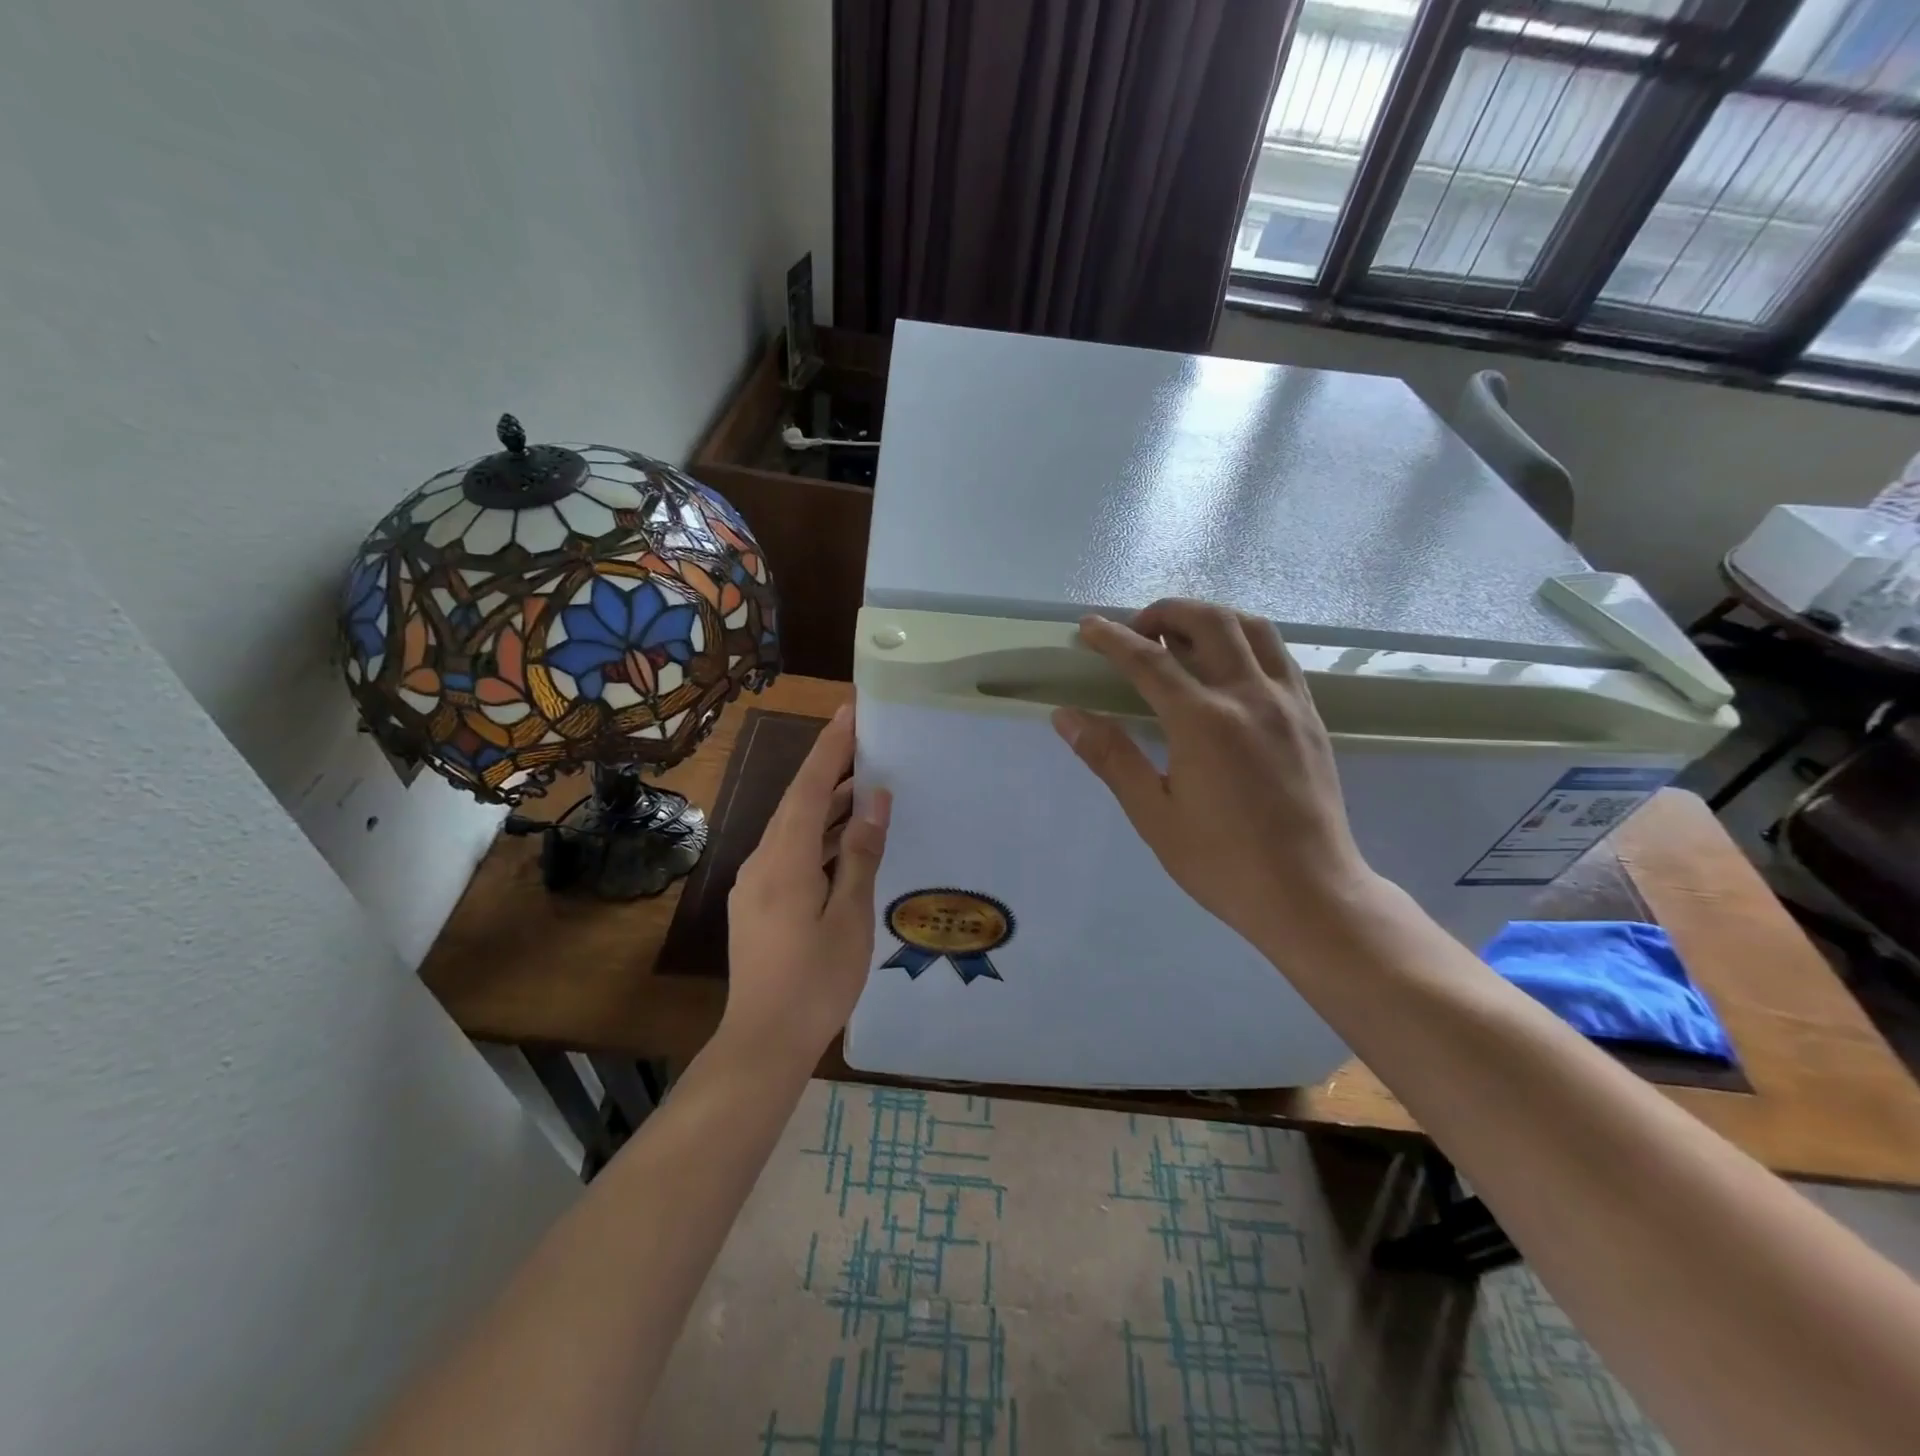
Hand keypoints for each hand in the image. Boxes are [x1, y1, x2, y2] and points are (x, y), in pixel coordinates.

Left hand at [722, 704, 891, 1066]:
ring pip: (794, 828)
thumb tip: (874, 801)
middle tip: (867, 742)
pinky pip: (791, 852)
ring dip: (827, 805)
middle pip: (798, 802)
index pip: (808, 788)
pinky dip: (819, 837)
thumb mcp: (850, 917)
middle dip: (830, 768)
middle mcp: (762, 862)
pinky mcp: (760, 903)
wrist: (764, 1041)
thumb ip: (860, 854)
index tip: (850, 711)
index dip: (830, 747)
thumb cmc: (816, 982)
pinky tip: (845, 841)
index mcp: (785, 861)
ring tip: (865, 785)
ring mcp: (757, 884)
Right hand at [1051, 599, 1379, 955]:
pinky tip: (1229, 665)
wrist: (1308, 892)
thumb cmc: (1222, 861)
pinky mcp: (1310, 715)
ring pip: (1252, 627)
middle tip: (1137, 629)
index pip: (1149, 660)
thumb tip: (1066, 716)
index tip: (1089, 627)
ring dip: (1211, 617)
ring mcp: (1287, 701)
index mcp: (1204, 721)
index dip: (1112, 639)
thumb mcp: (1154, 814)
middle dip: (1166, 612)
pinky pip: (1278, 654)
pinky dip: (1246, 640)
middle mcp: (1249, 695)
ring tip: (1182, 636)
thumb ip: (1111, 757)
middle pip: (1208, 622)